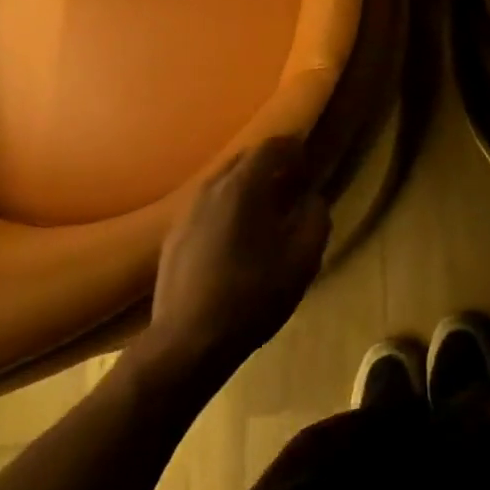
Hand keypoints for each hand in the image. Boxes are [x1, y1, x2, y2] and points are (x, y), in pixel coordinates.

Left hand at [142, 136, 330, 373]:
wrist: (187, 343)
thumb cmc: (252, 296)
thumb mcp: (302, 259)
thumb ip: (316, 218)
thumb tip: (313, 199)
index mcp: (243, 185)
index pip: (272, 146)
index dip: (294, 149)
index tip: (308, 165)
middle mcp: (212, 187)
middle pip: (244, 158)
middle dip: (270, 164)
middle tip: (291, 184)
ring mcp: (187, 210)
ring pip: (223, 181)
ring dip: (246, 185)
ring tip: (265, 210)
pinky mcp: (173, 235)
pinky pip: (207, 205)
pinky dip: (226, 206)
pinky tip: (235, 235)